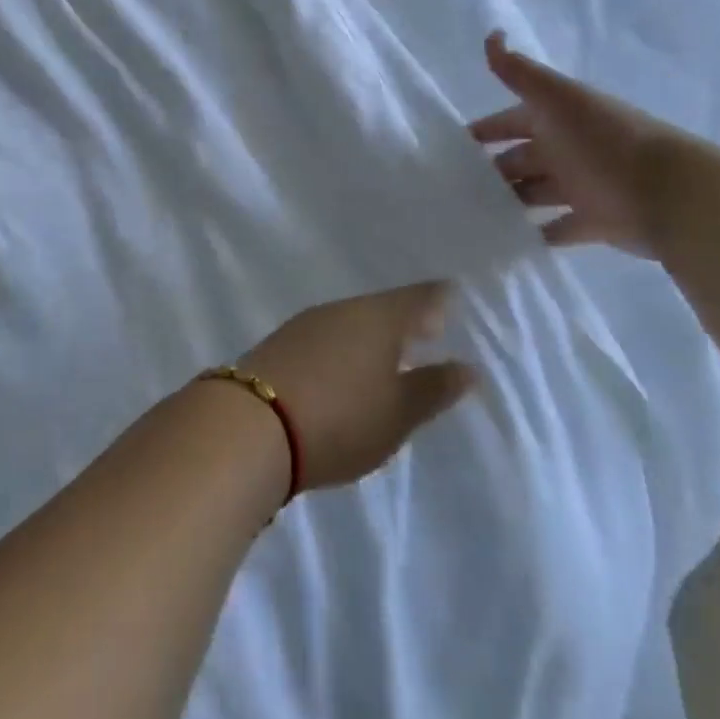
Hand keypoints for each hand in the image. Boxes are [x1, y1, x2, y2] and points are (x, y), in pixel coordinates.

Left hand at [238, 282, 476, 491]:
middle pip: (382, 307)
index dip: (438, 297)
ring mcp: (306, 324)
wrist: (253, 423)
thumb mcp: (398, 413)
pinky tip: (347, 363)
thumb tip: (466, 366)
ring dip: (373, 333)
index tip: (453, 295)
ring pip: (351, 320)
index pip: (418, 297)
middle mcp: (341, 310)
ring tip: (392, 350)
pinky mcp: (280, 343)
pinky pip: (326, 335)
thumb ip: (433, 388)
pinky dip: (345, 344)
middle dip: (406, 317)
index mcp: (378, 318)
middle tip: (430, 326)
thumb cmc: (340, 417)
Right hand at [469, 30, 676, 258]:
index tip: (449, 146)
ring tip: (469, 214)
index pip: (510, 121)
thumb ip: (519, 72)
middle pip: (519, 159)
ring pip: (532, 194)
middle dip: (489, 170)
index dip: (483, 131)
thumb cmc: (604, 141)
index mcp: (557, 120)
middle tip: (451, 186)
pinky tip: (503, 240)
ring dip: (507, 201)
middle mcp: (566, 150)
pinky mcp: (593, 223)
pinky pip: (555, 230)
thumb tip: (491, 34)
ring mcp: (580, 188)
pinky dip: (534, 235)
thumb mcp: (557, 99)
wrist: (671, 194)